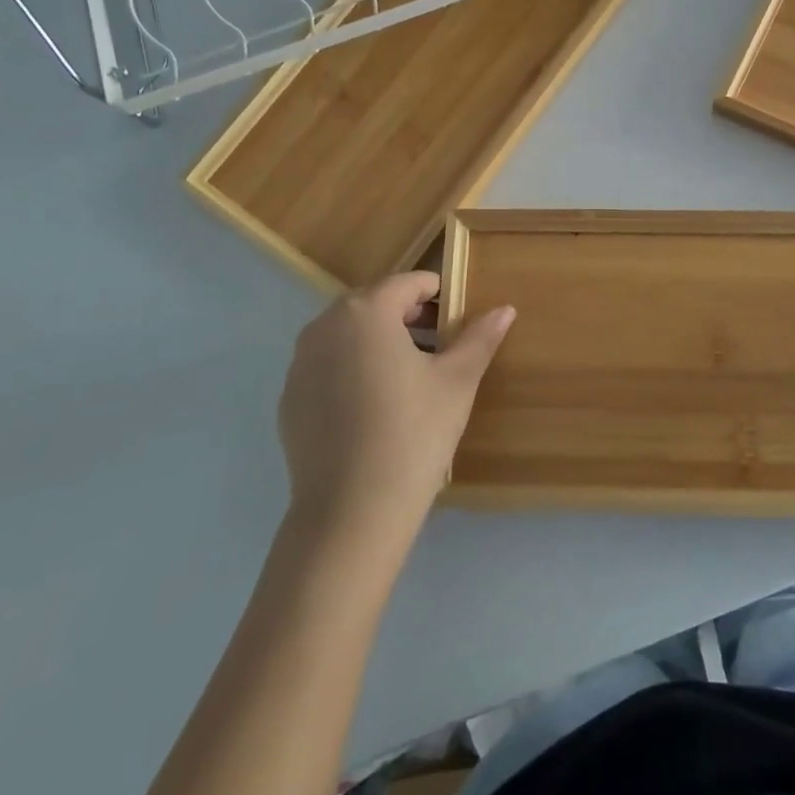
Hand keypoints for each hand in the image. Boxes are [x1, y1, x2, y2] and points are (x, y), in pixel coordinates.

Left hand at [278, 272, 513, 549]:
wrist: (351, 511)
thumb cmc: (413, 433)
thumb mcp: (457, 381)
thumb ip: (479, 338)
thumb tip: (505, 309)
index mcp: (366, 312)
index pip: (408, 283)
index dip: (437, 293)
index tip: (457, 317)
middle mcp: (325, 327)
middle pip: (373, 304)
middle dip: (407, 316)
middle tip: (439, 345)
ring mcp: (300, 364)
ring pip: (348, 335)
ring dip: (379, 341)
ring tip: (410, 376)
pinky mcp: (289, 399)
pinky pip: (327, 367)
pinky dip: (352, 370)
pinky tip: (375, 408)